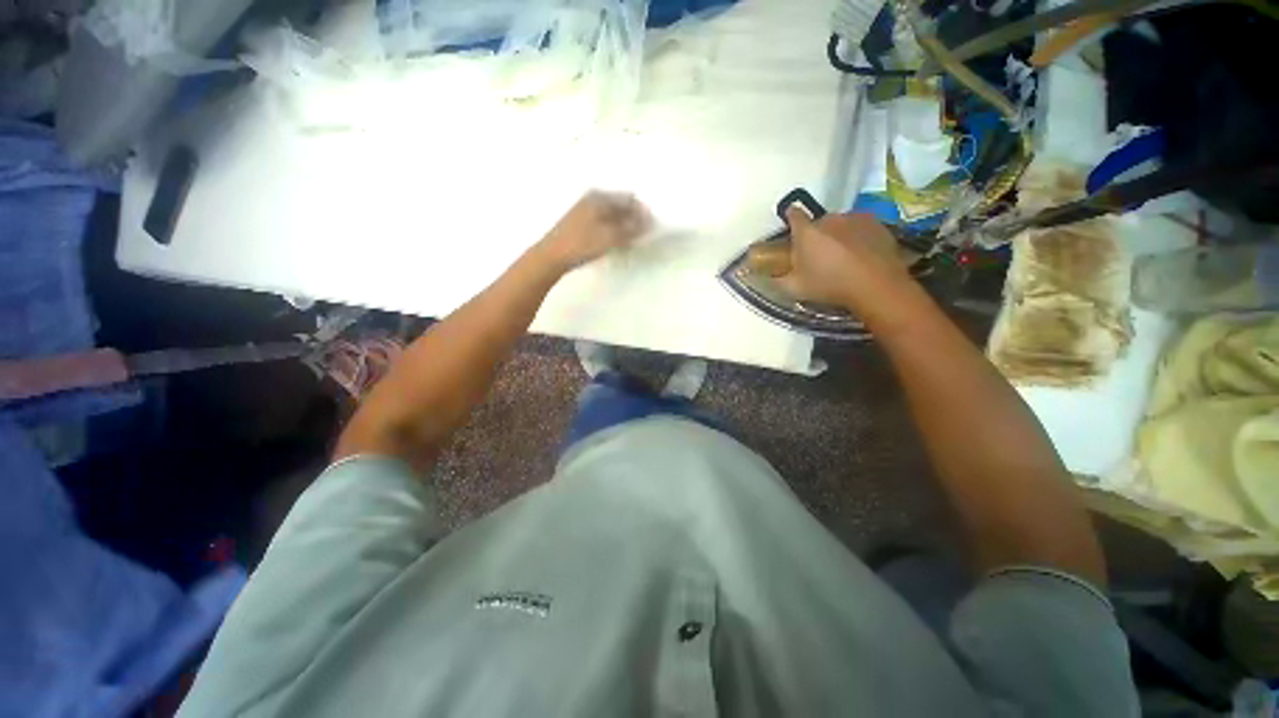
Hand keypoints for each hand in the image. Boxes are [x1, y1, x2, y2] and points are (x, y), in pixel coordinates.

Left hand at [534, 191, 651, 272]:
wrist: (552, 256)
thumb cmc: (582, 244)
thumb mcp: (610, 237)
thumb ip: (631, 229)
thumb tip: (648, 222)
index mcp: (600, 197)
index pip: (629, 198)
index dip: (642, 212)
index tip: (650, 227)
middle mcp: (593, 198)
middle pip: (620, 205)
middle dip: (633, 219)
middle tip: (642, 235)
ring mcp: (585, 210)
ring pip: (612, 215)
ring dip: (623, 226)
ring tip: (630, 241)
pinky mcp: (581, 223)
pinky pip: (604, 222)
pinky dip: (613, 230)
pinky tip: (615, 242)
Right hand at [778, 208, 913, 309]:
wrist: (876, 286)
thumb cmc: (830, 285)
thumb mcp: (796, 289)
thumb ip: (779, 279)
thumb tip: (770, 276)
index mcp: (807, 232)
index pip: (793, 214)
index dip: (790, 218)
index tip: (791, 225)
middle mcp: (830, 219)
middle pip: (819, 222)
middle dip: (816, 234)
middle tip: (818, 254)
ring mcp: (856, 218)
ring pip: (841, 224)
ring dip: (838, 235)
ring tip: (843, 256)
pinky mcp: (877, 224)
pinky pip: (861, 228)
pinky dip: (858, 237)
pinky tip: (861, 255)